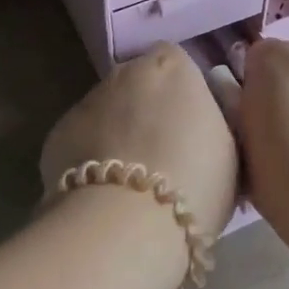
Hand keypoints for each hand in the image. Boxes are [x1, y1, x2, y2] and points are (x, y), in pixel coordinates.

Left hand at [40, 43, 239, 238]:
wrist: (126, 224)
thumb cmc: (195, 180)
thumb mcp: (231, 148)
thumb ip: (217, 118)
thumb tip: (206, 112)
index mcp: (171, 65)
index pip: (178, 64)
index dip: (184, 95)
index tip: (193, 128)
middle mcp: (124, 71)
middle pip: (139, 85)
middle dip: (148, 111)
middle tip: (164, 157)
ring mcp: (85, 100)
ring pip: (107, 112)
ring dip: (118, 134)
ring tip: (131, 182)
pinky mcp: (57, 135)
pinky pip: (81, 141)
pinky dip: (90, 158)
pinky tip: (102, 193)